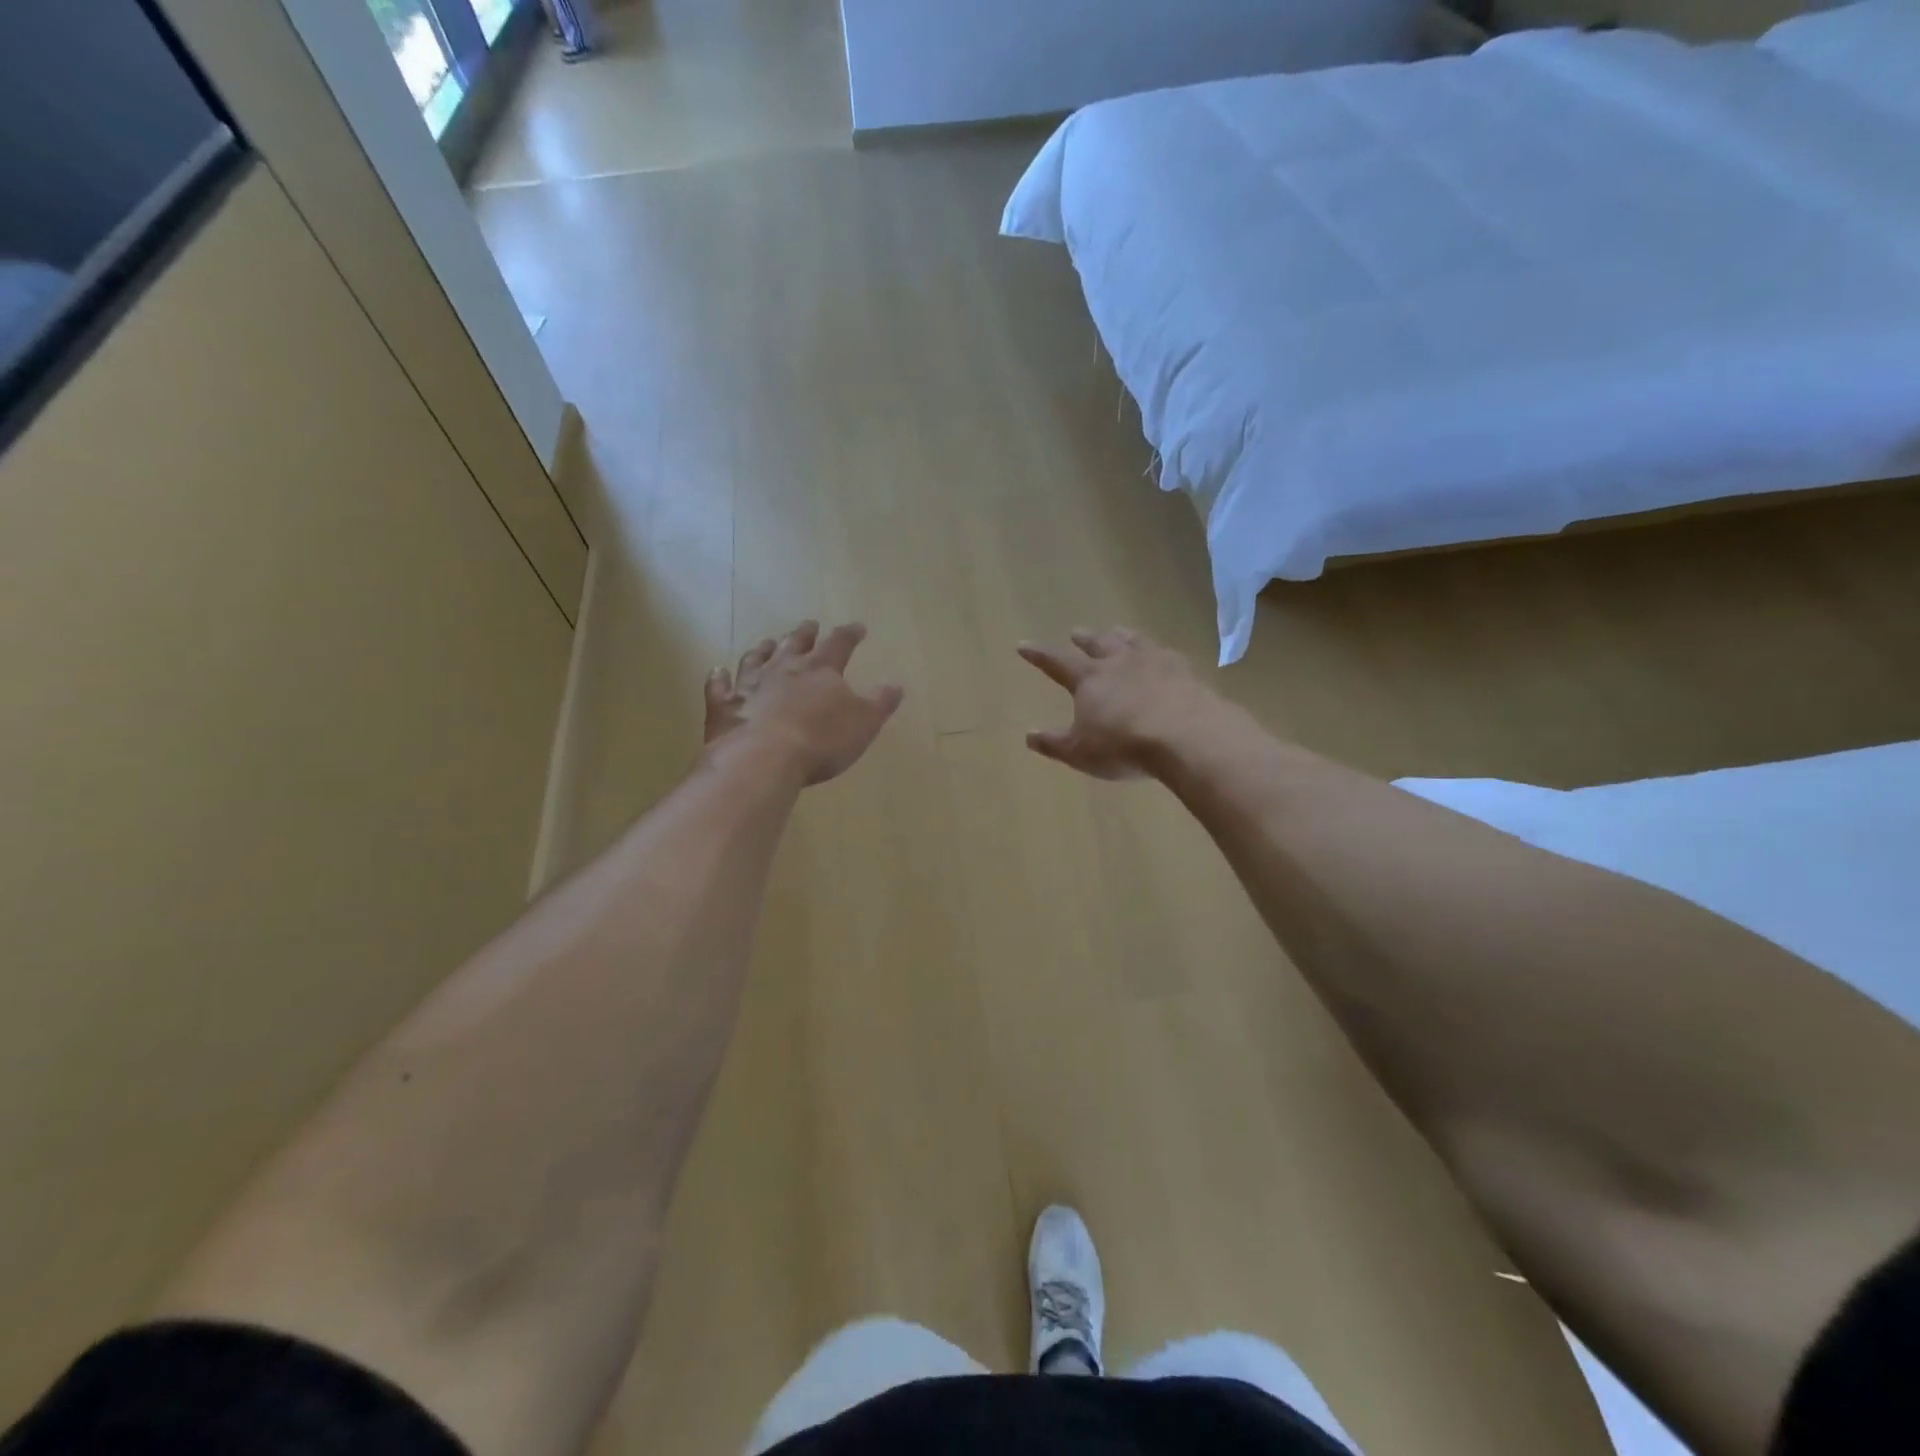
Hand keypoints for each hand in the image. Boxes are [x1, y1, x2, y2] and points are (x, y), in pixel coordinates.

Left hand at [704, 621, 904, 785]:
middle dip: (805, 634)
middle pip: (795, 644)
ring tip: (767, 642)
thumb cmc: (821, 740)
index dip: (850, 634)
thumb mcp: (864, 723)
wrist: (763, 759)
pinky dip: (719, 678)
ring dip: (763, 649)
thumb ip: (880, 702)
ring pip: (756, 659)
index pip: (839, 644)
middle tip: (809, 625)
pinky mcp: (724, 707)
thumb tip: (896, 685)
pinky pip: (719, 687)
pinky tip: (718, 672)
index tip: (858, 627)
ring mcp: (750, 685)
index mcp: (821, 670)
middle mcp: (784, 669)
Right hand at [1018, 628, 1218, 779]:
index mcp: (1089, 678)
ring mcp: (1154, 662)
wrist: (1186, 736)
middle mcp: (1119, 662)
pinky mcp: (1185, 671)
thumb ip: (1054, 742)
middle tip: (1076, 632)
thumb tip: (1029, 735)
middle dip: (1084, 639)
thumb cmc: (1123, 745)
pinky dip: (1157, 651)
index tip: (1023, 645)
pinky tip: (1162, 655)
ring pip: (1132, 641)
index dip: (1039, 654)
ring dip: (1121, 635)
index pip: (1056, 661)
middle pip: (1098, 643)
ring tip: (1117, 631)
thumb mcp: (1080, 751)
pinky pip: (1166, 653)